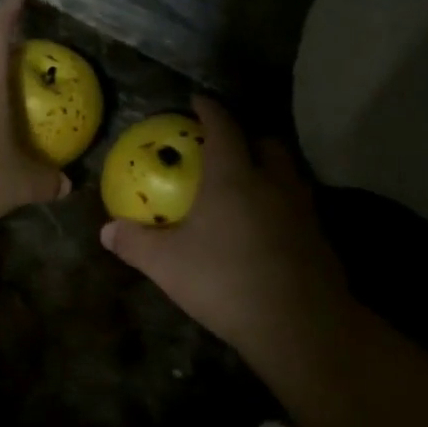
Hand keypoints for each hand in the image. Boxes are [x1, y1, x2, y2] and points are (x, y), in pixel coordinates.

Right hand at [101, 96, 359, 376]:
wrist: (300, 326)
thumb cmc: (226, 281)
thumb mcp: (167, 264)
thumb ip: (135, 243)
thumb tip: (107, 230)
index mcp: (233, 177)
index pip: (223, 127)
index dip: (209, 109)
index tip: (198, 100)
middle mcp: (272, 183)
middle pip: (265, 143)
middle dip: (246, 137)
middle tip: (226, 148)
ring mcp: (302, 210)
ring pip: (288, 173)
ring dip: (269, 169)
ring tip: (249, 184)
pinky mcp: (320, 238)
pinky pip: (299, 205)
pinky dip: (282, 203)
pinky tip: (268, 227)